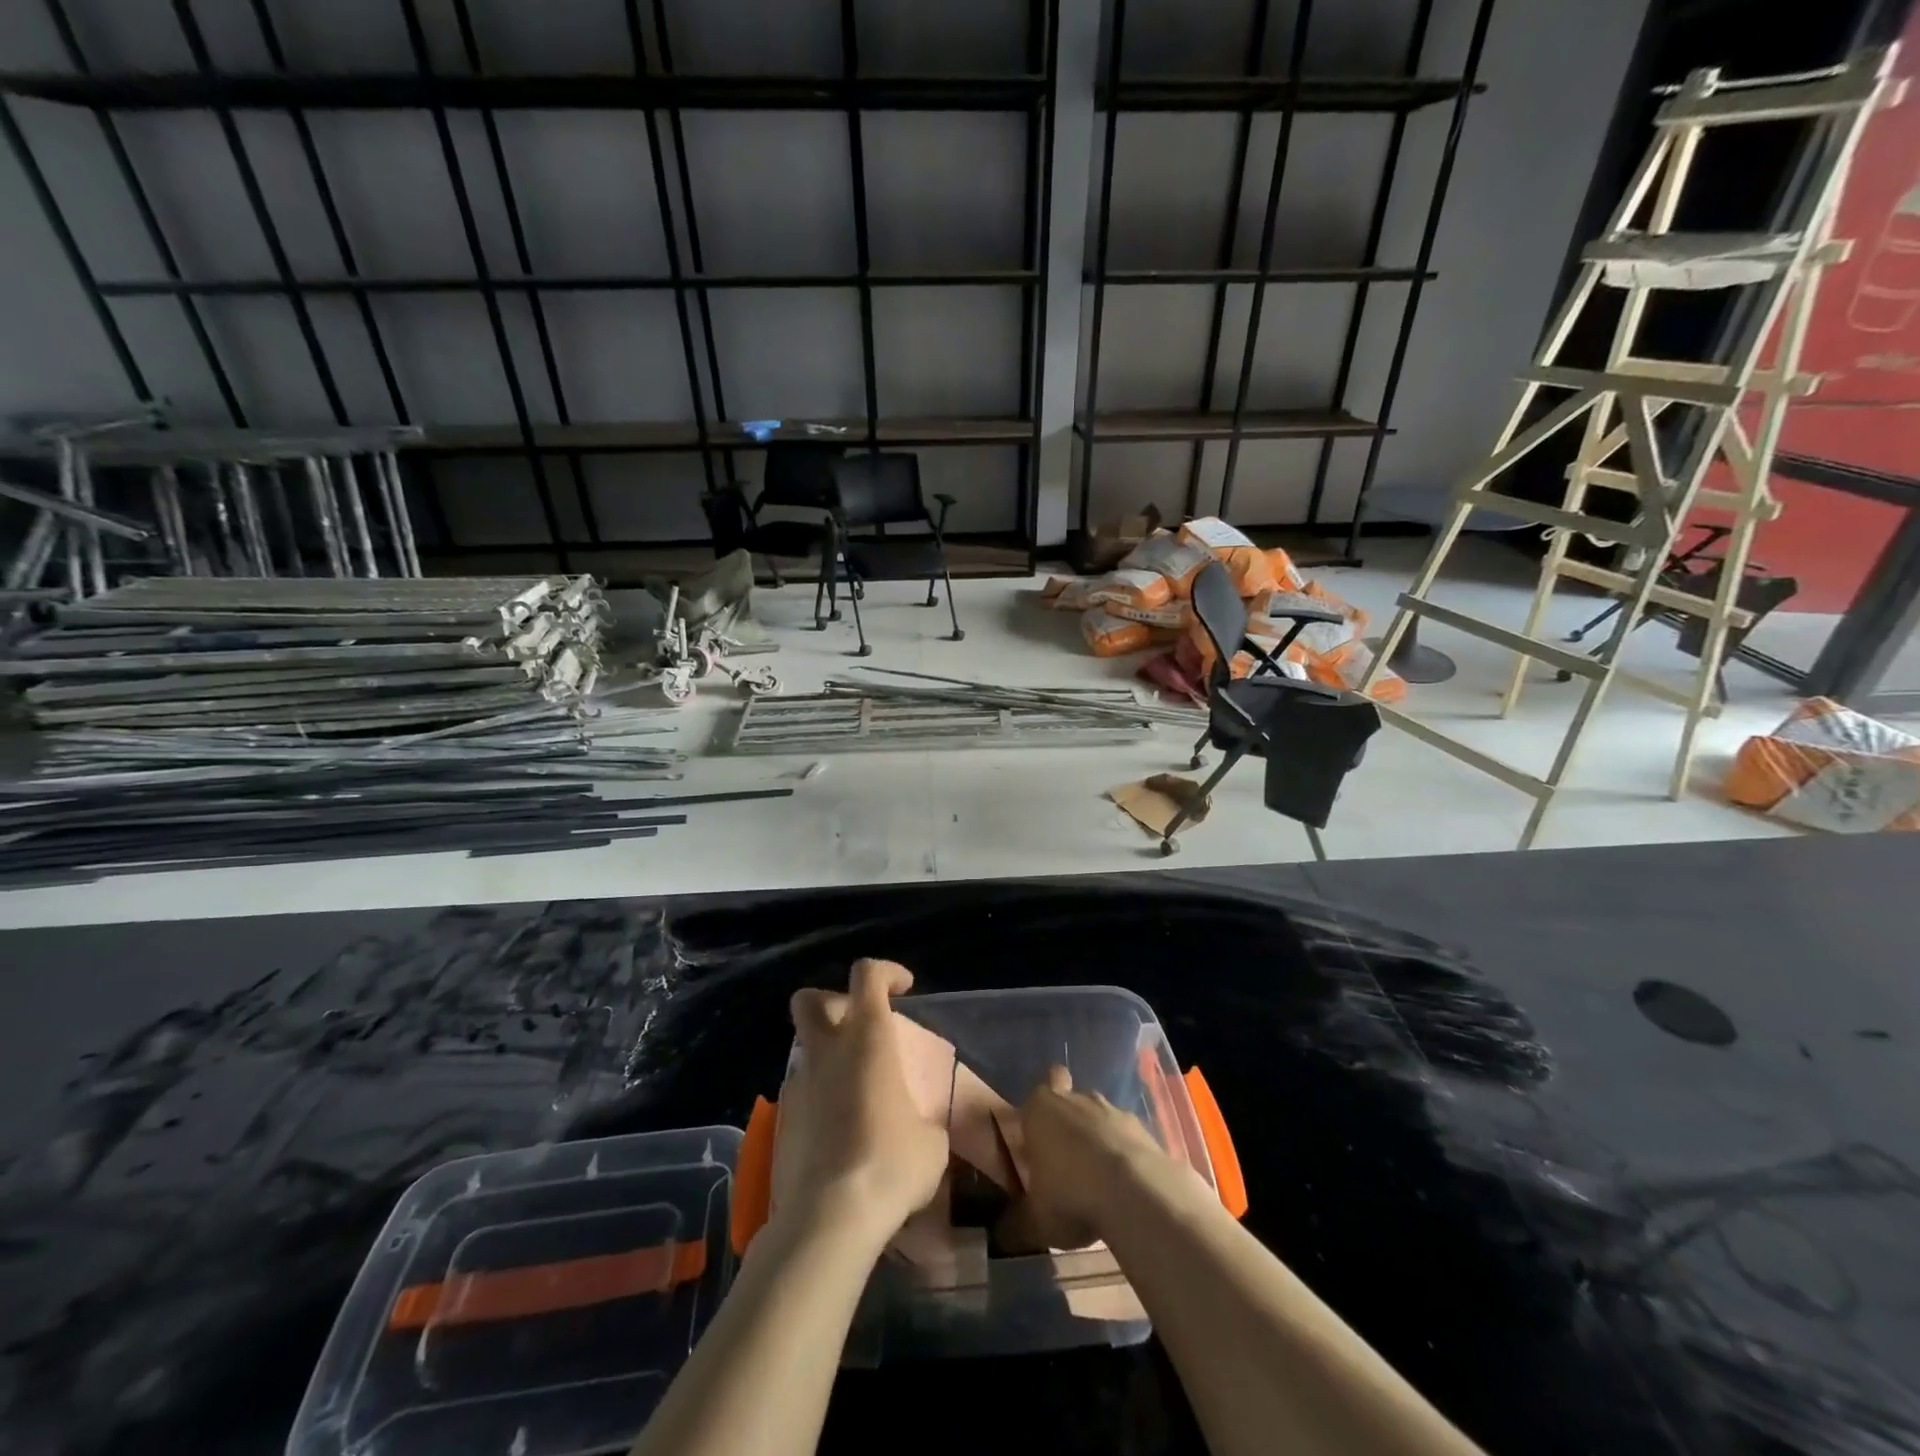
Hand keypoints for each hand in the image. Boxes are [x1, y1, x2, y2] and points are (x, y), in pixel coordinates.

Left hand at [774, 959, 950, 1246]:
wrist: (829, 1218)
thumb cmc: (891, 1163)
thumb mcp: (931, 1140)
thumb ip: (923, 1117)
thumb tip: (919, 1127)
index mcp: (867, 1037)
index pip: (868, 974)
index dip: (887, 972)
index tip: (904, 988)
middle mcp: (826, 1050)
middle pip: (810, 999)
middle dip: (831, 1002)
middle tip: (858, 1028)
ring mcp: (797, 1084)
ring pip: (804, 1049)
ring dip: (826, 1057)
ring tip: (854, 1093)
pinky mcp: (780, 1121)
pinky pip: (800, 1093)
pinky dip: (817, 1099)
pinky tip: (837, 1132)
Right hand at [1000, 1065, 1185, 1250]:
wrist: (1136, 1194)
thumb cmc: (1072, 1196)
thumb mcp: (1034, 1222)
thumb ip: (1014, 1225)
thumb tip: (1001, 1235)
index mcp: (1040, 1110)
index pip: (1033, 1098)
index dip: (1034, 1120)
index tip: (1036, 1148)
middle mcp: (1075, 1100)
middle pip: (1068, 1098)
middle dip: (1066, 1121)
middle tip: (1065, 1158)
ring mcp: (1112, 1110)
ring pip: (1099, 1115)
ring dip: (1098, 1138)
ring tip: (1097, 1179)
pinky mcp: (1142, 1128)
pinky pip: (1127, 1137)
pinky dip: (1125, 1154)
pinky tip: (1126, 1187)